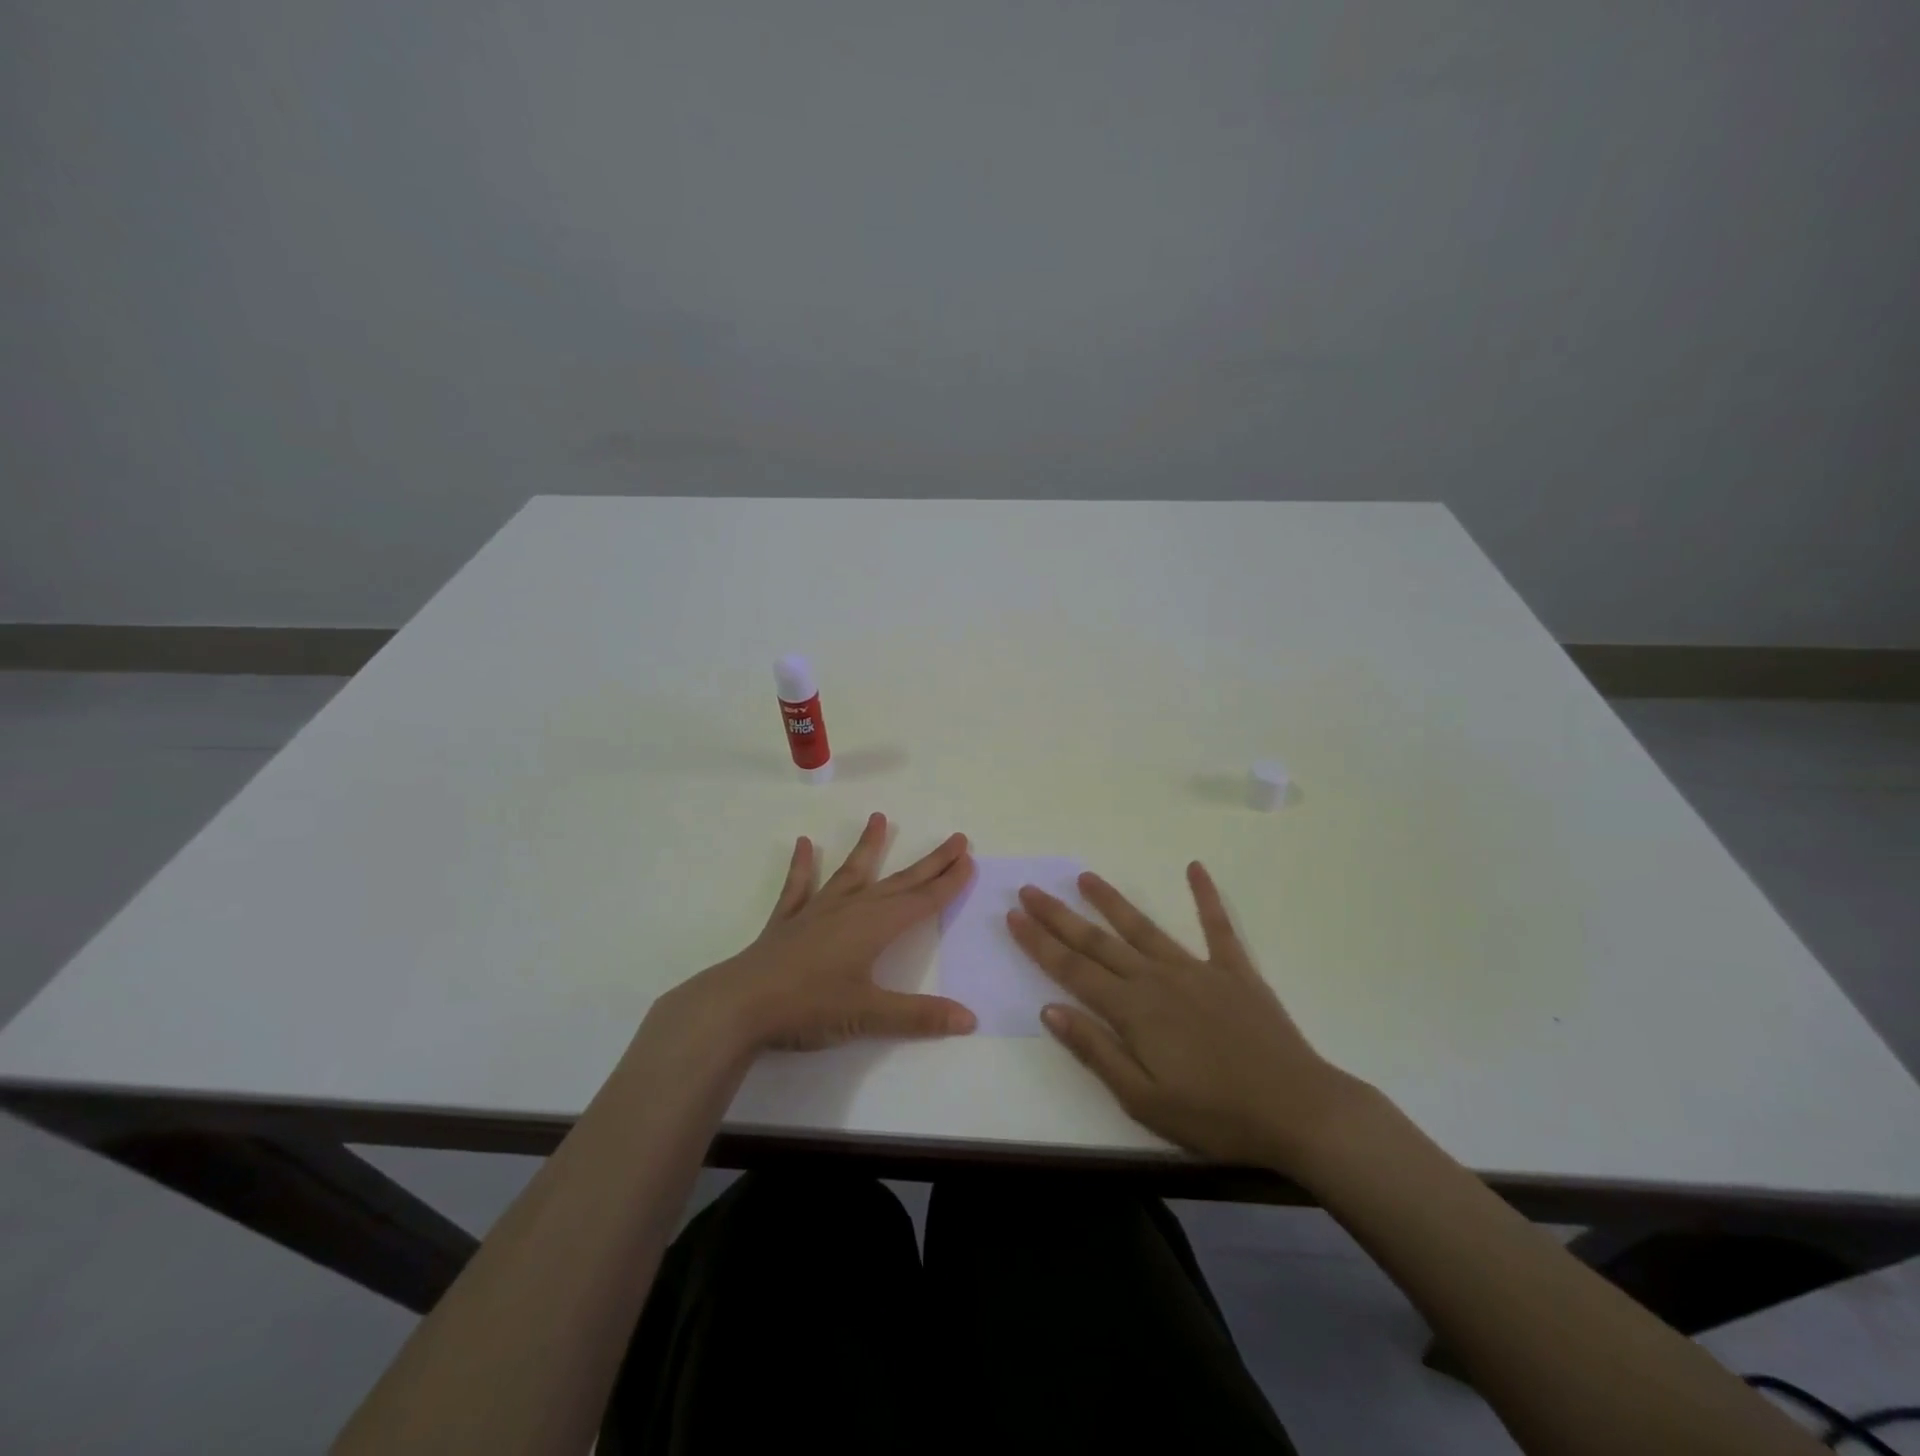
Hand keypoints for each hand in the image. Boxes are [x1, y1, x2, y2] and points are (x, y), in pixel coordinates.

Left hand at [676, 812, 977, 1052]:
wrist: (741, 1004)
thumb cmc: (809, 1007)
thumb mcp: (869, 1016)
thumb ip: (919, 1016)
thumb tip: (970, 1019)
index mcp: (875, 927)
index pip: (922, 900)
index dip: (948, 882)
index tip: (968, 859)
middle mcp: (852, 909)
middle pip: (899, 881)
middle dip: (930, 862)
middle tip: (955, 838)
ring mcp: (817, 910)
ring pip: (852, 872)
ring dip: (868, 846)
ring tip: (880, 818)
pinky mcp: (788, 920)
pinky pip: (799, 886)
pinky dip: (802, 865)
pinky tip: (803, 843)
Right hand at [1008, 861, 1363, 1170]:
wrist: (1297, 1111)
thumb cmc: (1215, 1116)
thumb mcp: (1143, 1099)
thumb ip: (1095, 1051)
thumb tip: (1049, 1010)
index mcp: (1132, 1011)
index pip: (1072, 969)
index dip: (1039, 942)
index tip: (1013, 915)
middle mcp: (1157, 979)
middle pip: (1098, 941)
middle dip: (1059, 915)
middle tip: (1031, 889)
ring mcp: (1197, 969)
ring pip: (1143, 927)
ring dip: (1111, 901)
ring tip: (1085, 876)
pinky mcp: (1235, 971)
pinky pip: (1217, 926)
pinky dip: (1206, 896)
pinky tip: (1195, 868)